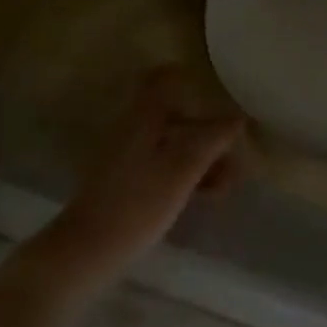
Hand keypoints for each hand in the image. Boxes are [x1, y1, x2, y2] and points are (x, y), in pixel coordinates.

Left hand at [33, 67, 244, 291]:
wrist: (89, 248)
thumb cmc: (138, 203)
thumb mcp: (183, 169)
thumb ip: (211, 139)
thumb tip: (237, 117)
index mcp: (142, 117)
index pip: (161, 78)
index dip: (188, 78)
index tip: (216, 92)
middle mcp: (132, 128)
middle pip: (174, 114)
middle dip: (207, 131)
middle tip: (234, 156)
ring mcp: (126, 155)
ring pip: (171, 142)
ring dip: (201, 156)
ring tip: (226, 184)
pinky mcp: (125, 181)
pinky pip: (162, 164)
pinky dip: (185, 172)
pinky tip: (204, 195)